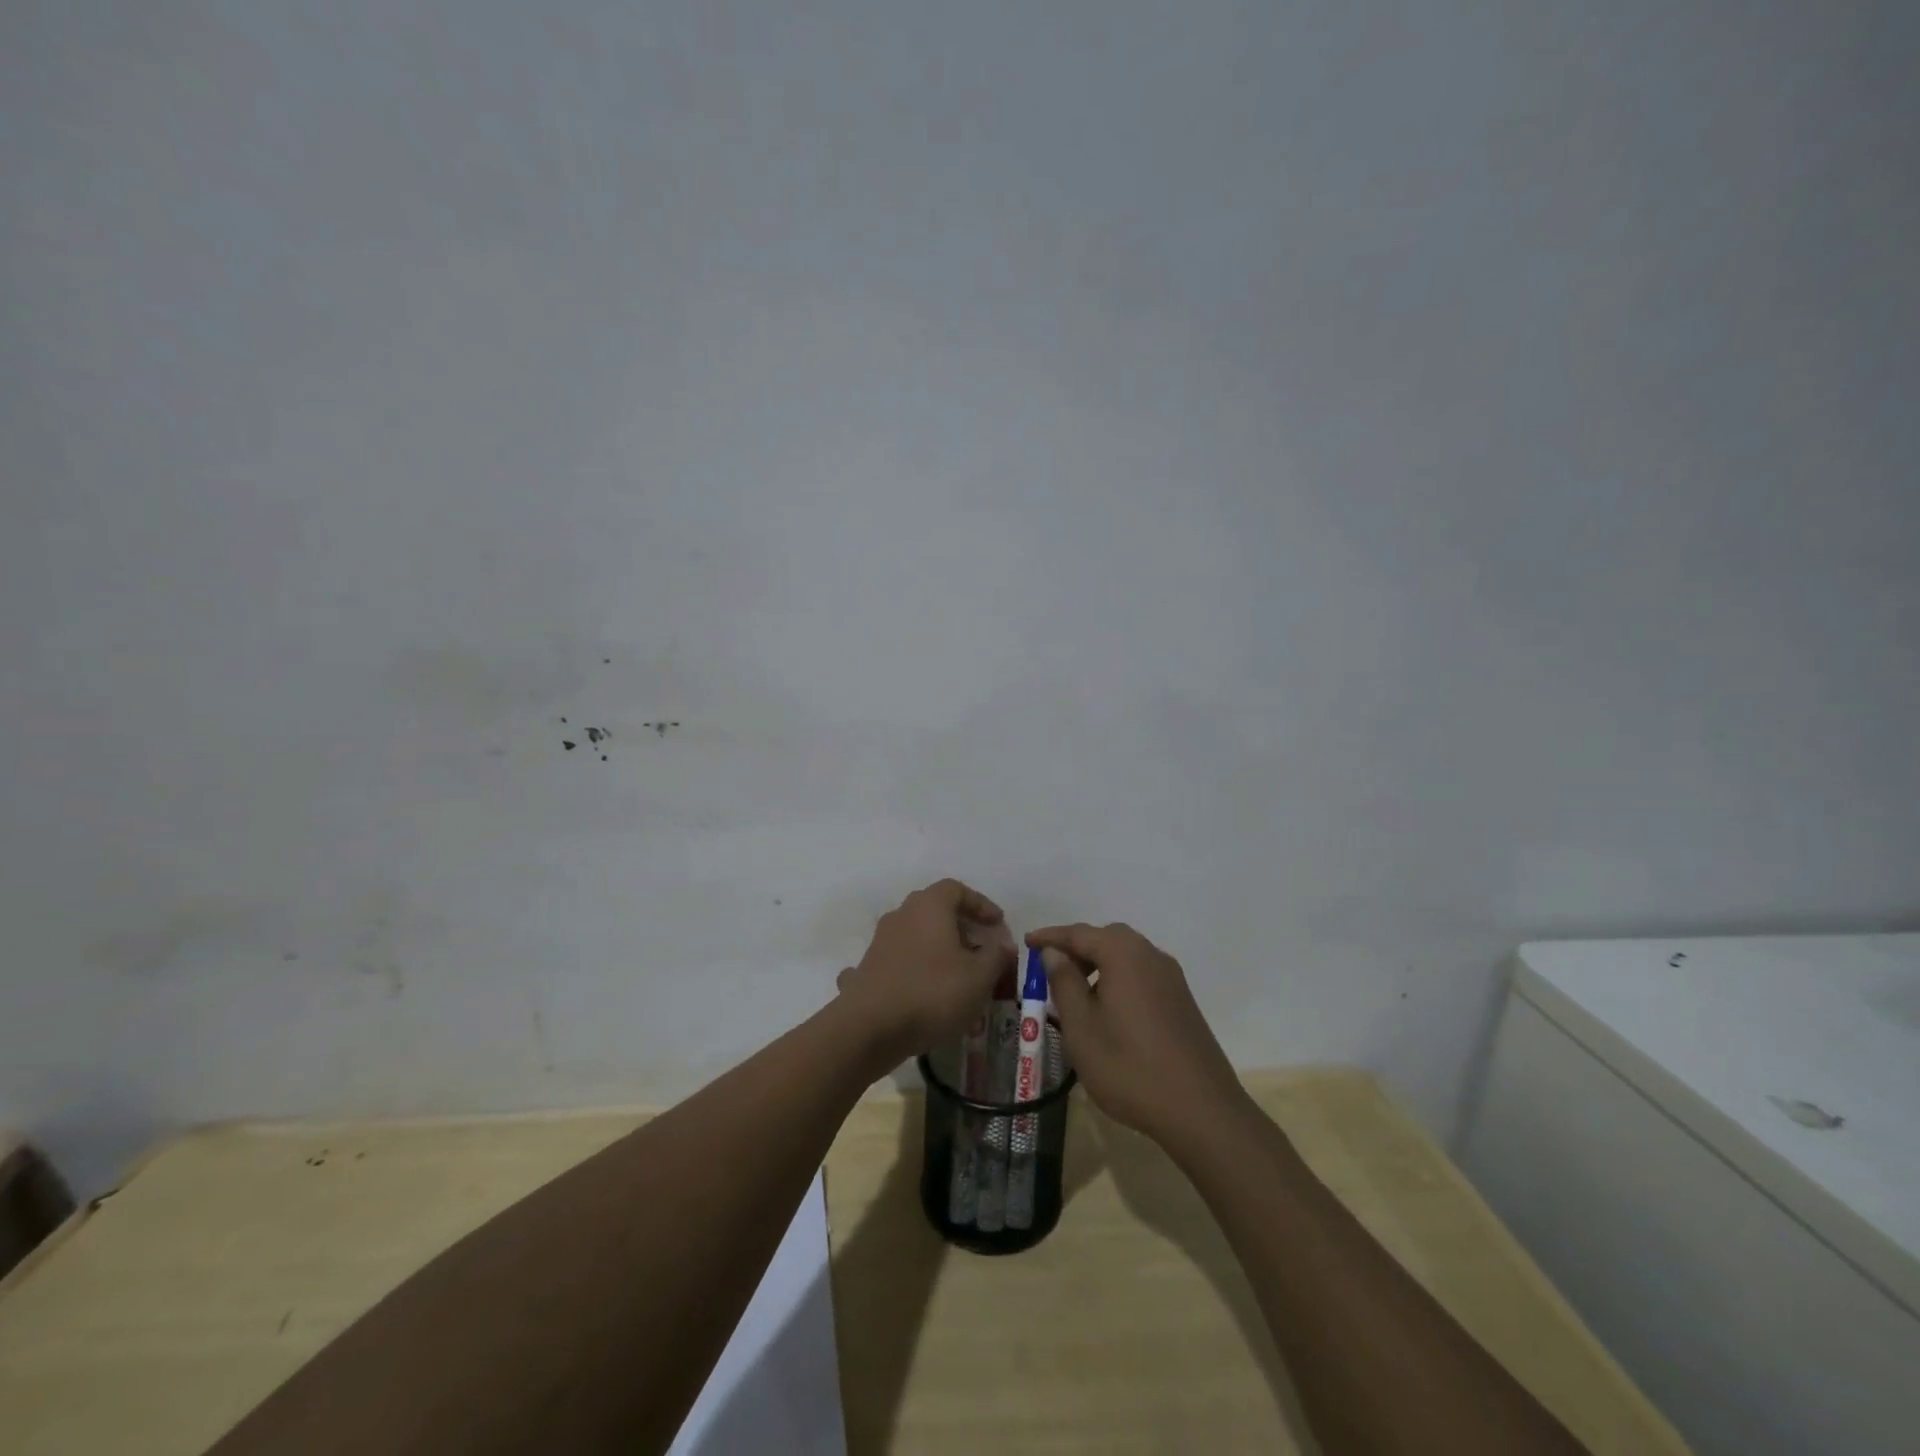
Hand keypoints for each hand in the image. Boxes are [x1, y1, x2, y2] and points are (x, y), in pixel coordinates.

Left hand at [837, 879, 1015, 1067]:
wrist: (869, 1026)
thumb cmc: (932, 992)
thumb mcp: (979, 977)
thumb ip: (997, 957)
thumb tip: (1005, 944)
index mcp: (929, 906)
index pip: (957, 889)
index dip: (980, 904)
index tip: (997, 924)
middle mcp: (901, 915)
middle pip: (934, 910)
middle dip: (959, 927)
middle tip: (979, 949)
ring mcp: (880, 941)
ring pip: (915, 935)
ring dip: (935, 949)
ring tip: (955, 975)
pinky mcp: (867, 968)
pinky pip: (896, 961)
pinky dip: (912, 969)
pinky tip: (920, 990)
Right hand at [1027, 922, 1247, 1146]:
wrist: (1201, 1110)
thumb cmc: (1129, 1066)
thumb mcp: (1082, 1027)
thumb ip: (1064, 983)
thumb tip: (1054, 953)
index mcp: (1124, 954)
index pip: (1079, 933)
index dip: (1050, 937)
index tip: (1026, 942)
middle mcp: (1151, 956)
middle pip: (1107, 938)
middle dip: (1077, 948)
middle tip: (1051, 969)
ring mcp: (1172, 978)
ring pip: (1127, 956)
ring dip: (1098, 965)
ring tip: (1075, 993)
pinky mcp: (1182, 1001)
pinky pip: (1142, 975)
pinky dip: (1119, 979)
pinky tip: (1108, 1010)